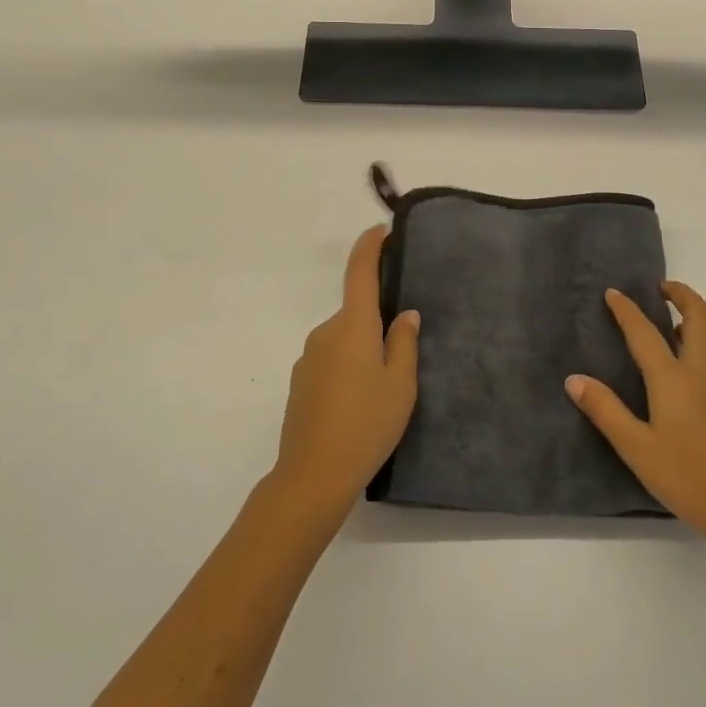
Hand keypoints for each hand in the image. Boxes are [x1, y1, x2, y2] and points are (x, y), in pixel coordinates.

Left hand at [273, 225, 419, 520]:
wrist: (313, 474)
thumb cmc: (367, 424)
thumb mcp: (401, 384)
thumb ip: (404, 343)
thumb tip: (405, 315)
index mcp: (353, 326)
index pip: (359, 273)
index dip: (369, 247)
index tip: (380, 232)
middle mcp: (326, 333)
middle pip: (355, 313)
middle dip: (377, 324)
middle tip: (403, 357)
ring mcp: (308, 358)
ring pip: (344, 341)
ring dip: (362, 351)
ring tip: (383, 391)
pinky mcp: (300, 383)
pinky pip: (330, 362)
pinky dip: (347, 370)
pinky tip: (359, 405)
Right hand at [568, 283, 705, 550]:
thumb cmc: (687, 478)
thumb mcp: (636, 448)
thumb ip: (605, 410)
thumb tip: (574, 378)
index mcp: (672, 378)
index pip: (644, 332)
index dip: (627, 309)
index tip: (613, 293)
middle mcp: (704, 371)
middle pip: (700, 316)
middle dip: (682, 295)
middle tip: (663, 290)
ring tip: (688, 330)